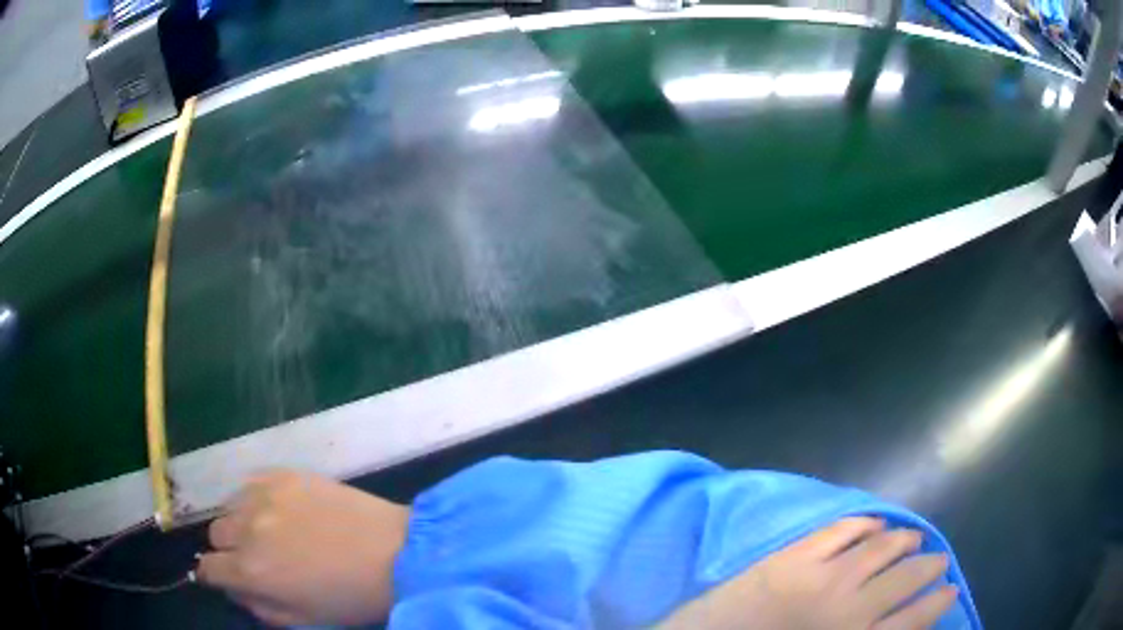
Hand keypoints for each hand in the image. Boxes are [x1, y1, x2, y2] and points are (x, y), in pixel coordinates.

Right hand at [197, 470, 409, 626]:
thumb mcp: (305, 621)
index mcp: (252, 571)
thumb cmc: (353, 598)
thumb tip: (234, 589)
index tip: (224, 577)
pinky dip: (254, 499)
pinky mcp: (283, 474)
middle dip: (229, 550)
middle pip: (216, 535)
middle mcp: (248, 529)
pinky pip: (249, 484)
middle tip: (254, 557)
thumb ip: (260, 607)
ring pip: (229, 508)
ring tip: (266, 532)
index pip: (208, 568)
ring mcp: (264, 496)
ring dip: (239, 523)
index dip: (214, 576)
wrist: (399, 554)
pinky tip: (276, 510)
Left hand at [660, 517, 957, 628]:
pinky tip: (876, 524)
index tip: (951, 591)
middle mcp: (848, 609)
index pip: (914, 621)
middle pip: (906, 579)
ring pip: (881, 549)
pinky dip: (864, 524)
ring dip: (904, 541)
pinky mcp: (791, 559)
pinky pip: (840, 531)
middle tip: (939, 561)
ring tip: (914, 539)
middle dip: (929, 568)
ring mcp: (820, 579)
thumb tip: (899, 627)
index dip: (937, 604)